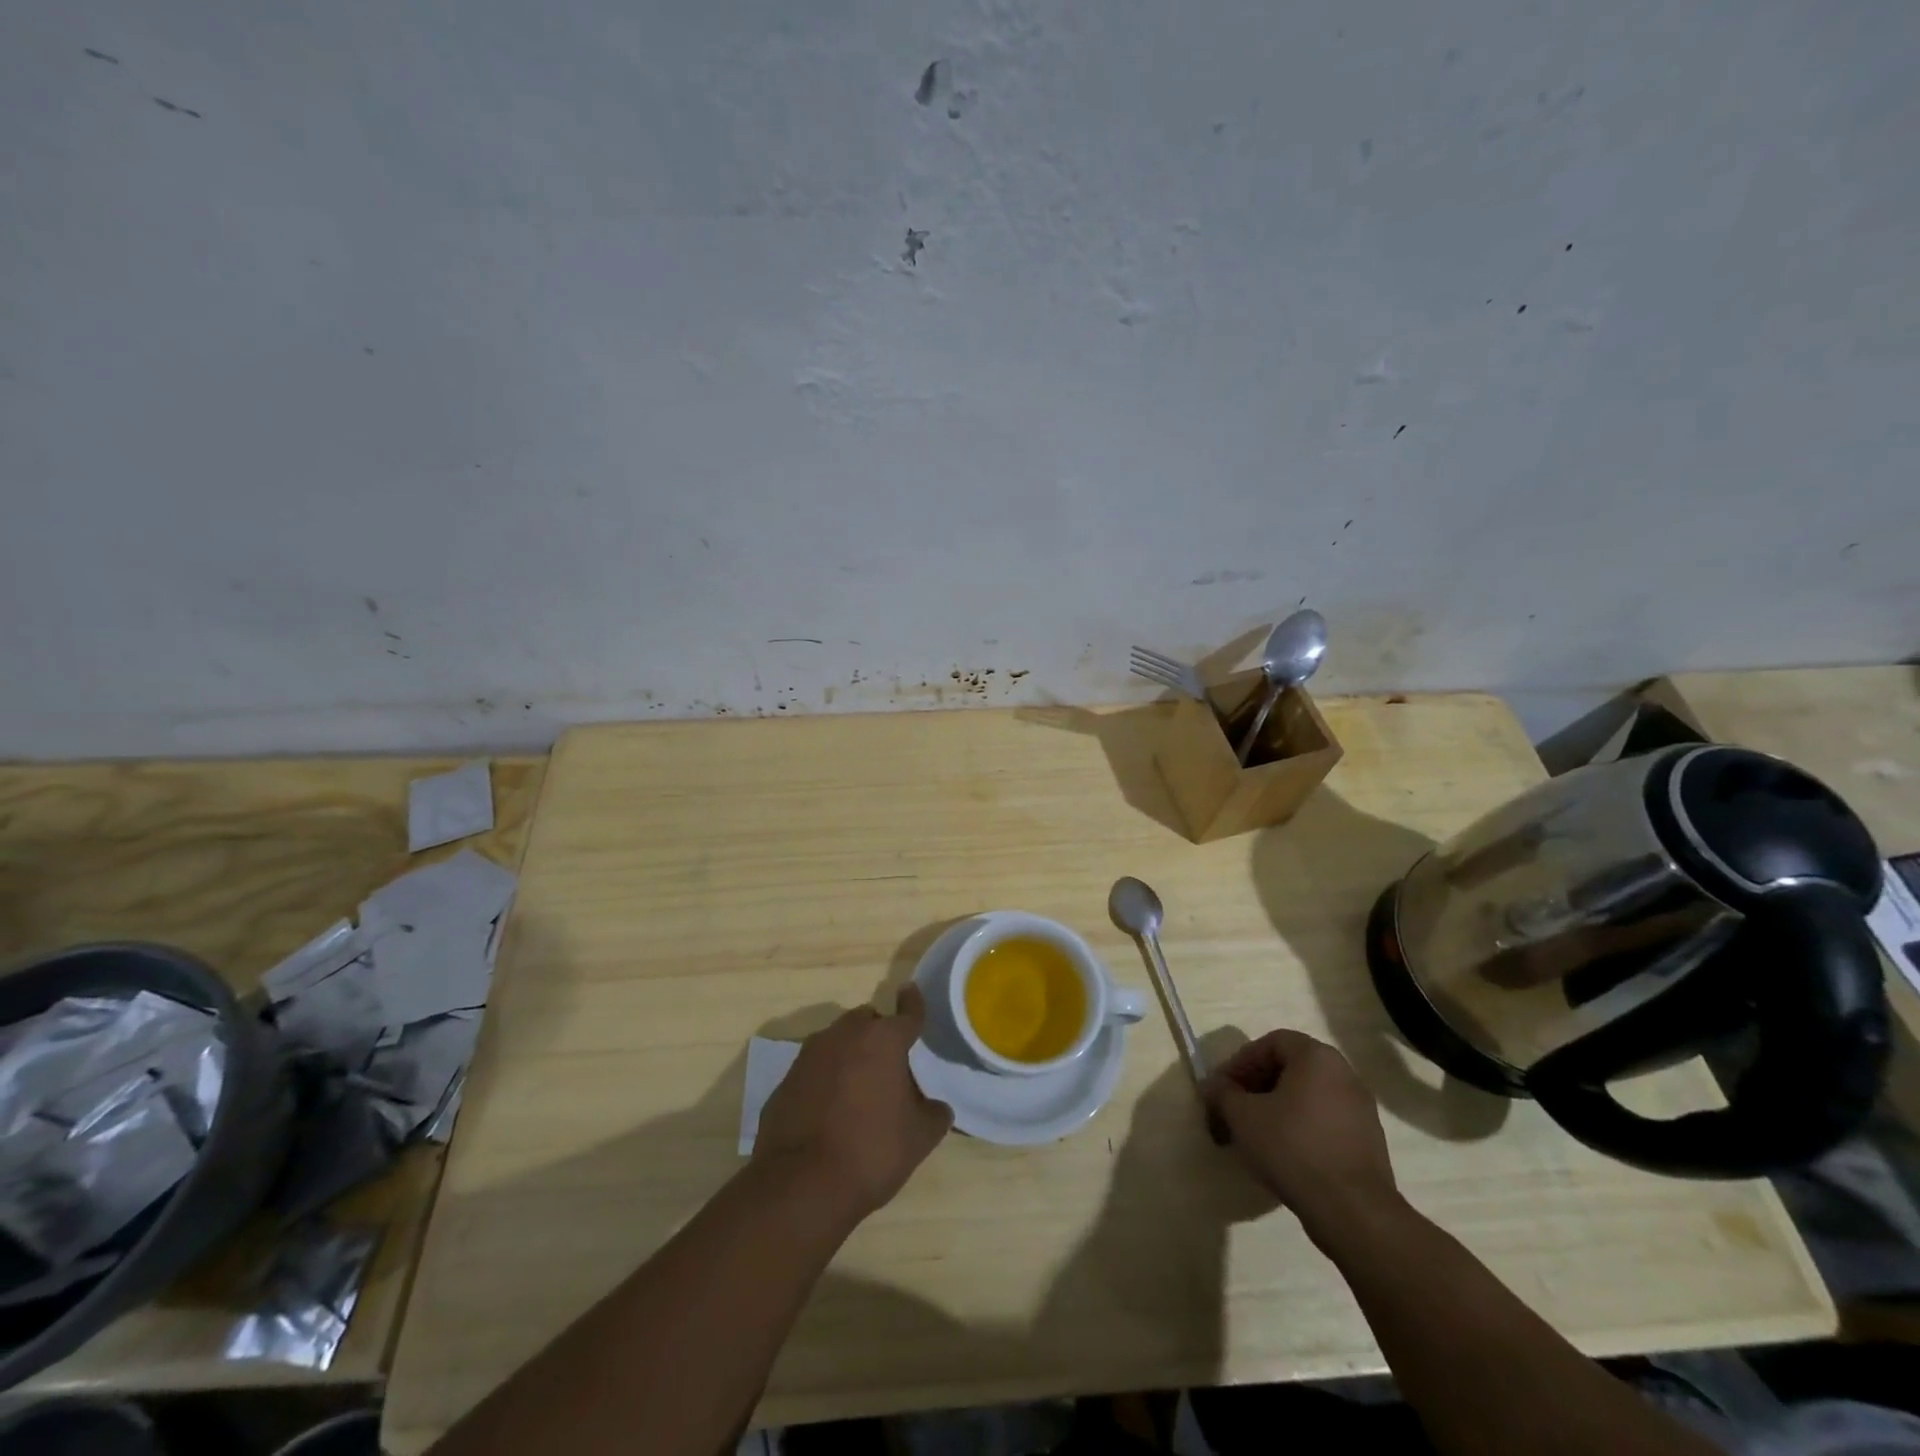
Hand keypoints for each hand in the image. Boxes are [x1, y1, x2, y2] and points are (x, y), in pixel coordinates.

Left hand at [752, 986, 952, 1221]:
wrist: (801, 1185)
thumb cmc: (871, 1151)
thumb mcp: (919, 1138)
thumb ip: (933, 1114)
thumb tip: (936, 1107)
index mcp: (883, 1040)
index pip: (906, 1012)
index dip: (913, 1003)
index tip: (911, 991)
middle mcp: (845, 1035)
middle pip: (867, 1021)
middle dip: (878, 1033)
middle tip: (889, 1063)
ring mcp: (810, 1055)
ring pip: (837, 1041)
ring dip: (850, 1054)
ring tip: (859, 1088)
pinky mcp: (785, 1080)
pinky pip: (814, 1069)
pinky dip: (825, 1079)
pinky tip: (829, 1110)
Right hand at [1202, 1029, 1398, 1244]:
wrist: (1353, 1211)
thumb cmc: (1292, 1147)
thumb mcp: (1242, 1116)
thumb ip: (1222, 1093)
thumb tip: (1213, 1086)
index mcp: (1317, 1057)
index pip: (1270, 1043)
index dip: (1241, 1062)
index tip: (1223, 1088)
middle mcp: (1344, 1074)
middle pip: (1290, 1068)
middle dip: (1257, 1086)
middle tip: (1235, 1110)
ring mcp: (1361, 1110)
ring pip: (1307, 1097)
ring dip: (1277, 1109)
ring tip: (1256, 1135)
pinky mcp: (1369, 1142)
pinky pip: (1325, 1122)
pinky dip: (1300, 1129)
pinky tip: (1285, 1154)